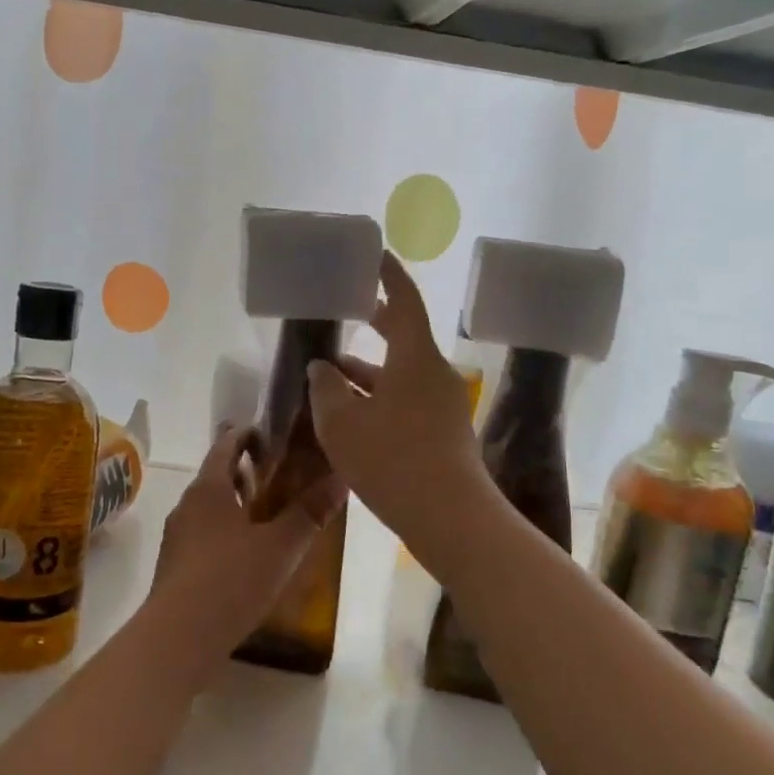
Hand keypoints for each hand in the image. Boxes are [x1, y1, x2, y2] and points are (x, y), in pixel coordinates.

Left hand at [141, 426, 344, 681]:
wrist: (177, 638)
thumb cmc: (231, 581)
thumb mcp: (280, 547)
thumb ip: (310, 513)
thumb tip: (341, 478)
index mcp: (209, 489)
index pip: (226, 445)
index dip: (248, 435)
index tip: (273, 434)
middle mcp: (187, 505)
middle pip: (216, 475)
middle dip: (245, 472)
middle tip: (280, 474)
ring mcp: (177, 536)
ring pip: (209, 507)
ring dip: (236, 504)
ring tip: (268, 513)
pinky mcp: (175, 566)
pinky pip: (203, 534)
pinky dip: (225, 531)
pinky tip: (246, 554)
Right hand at [307, 250, 488, 543]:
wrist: (450, 518)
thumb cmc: (391, 460)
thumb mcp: (342, 423)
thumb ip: (326, 388)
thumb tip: (323, 367)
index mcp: (415, 357)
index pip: (404, 301)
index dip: (389, 276)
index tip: (376, 256)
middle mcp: (435, 373)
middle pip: (404, 336)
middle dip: (376, 322)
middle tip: (351, 310)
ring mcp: (444, 404)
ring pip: (402, 373)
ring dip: (370, 370)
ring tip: (331, 372)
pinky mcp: (445, 433)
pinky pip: (408, 399)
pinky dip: (381, 396)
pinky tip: (354, 414)